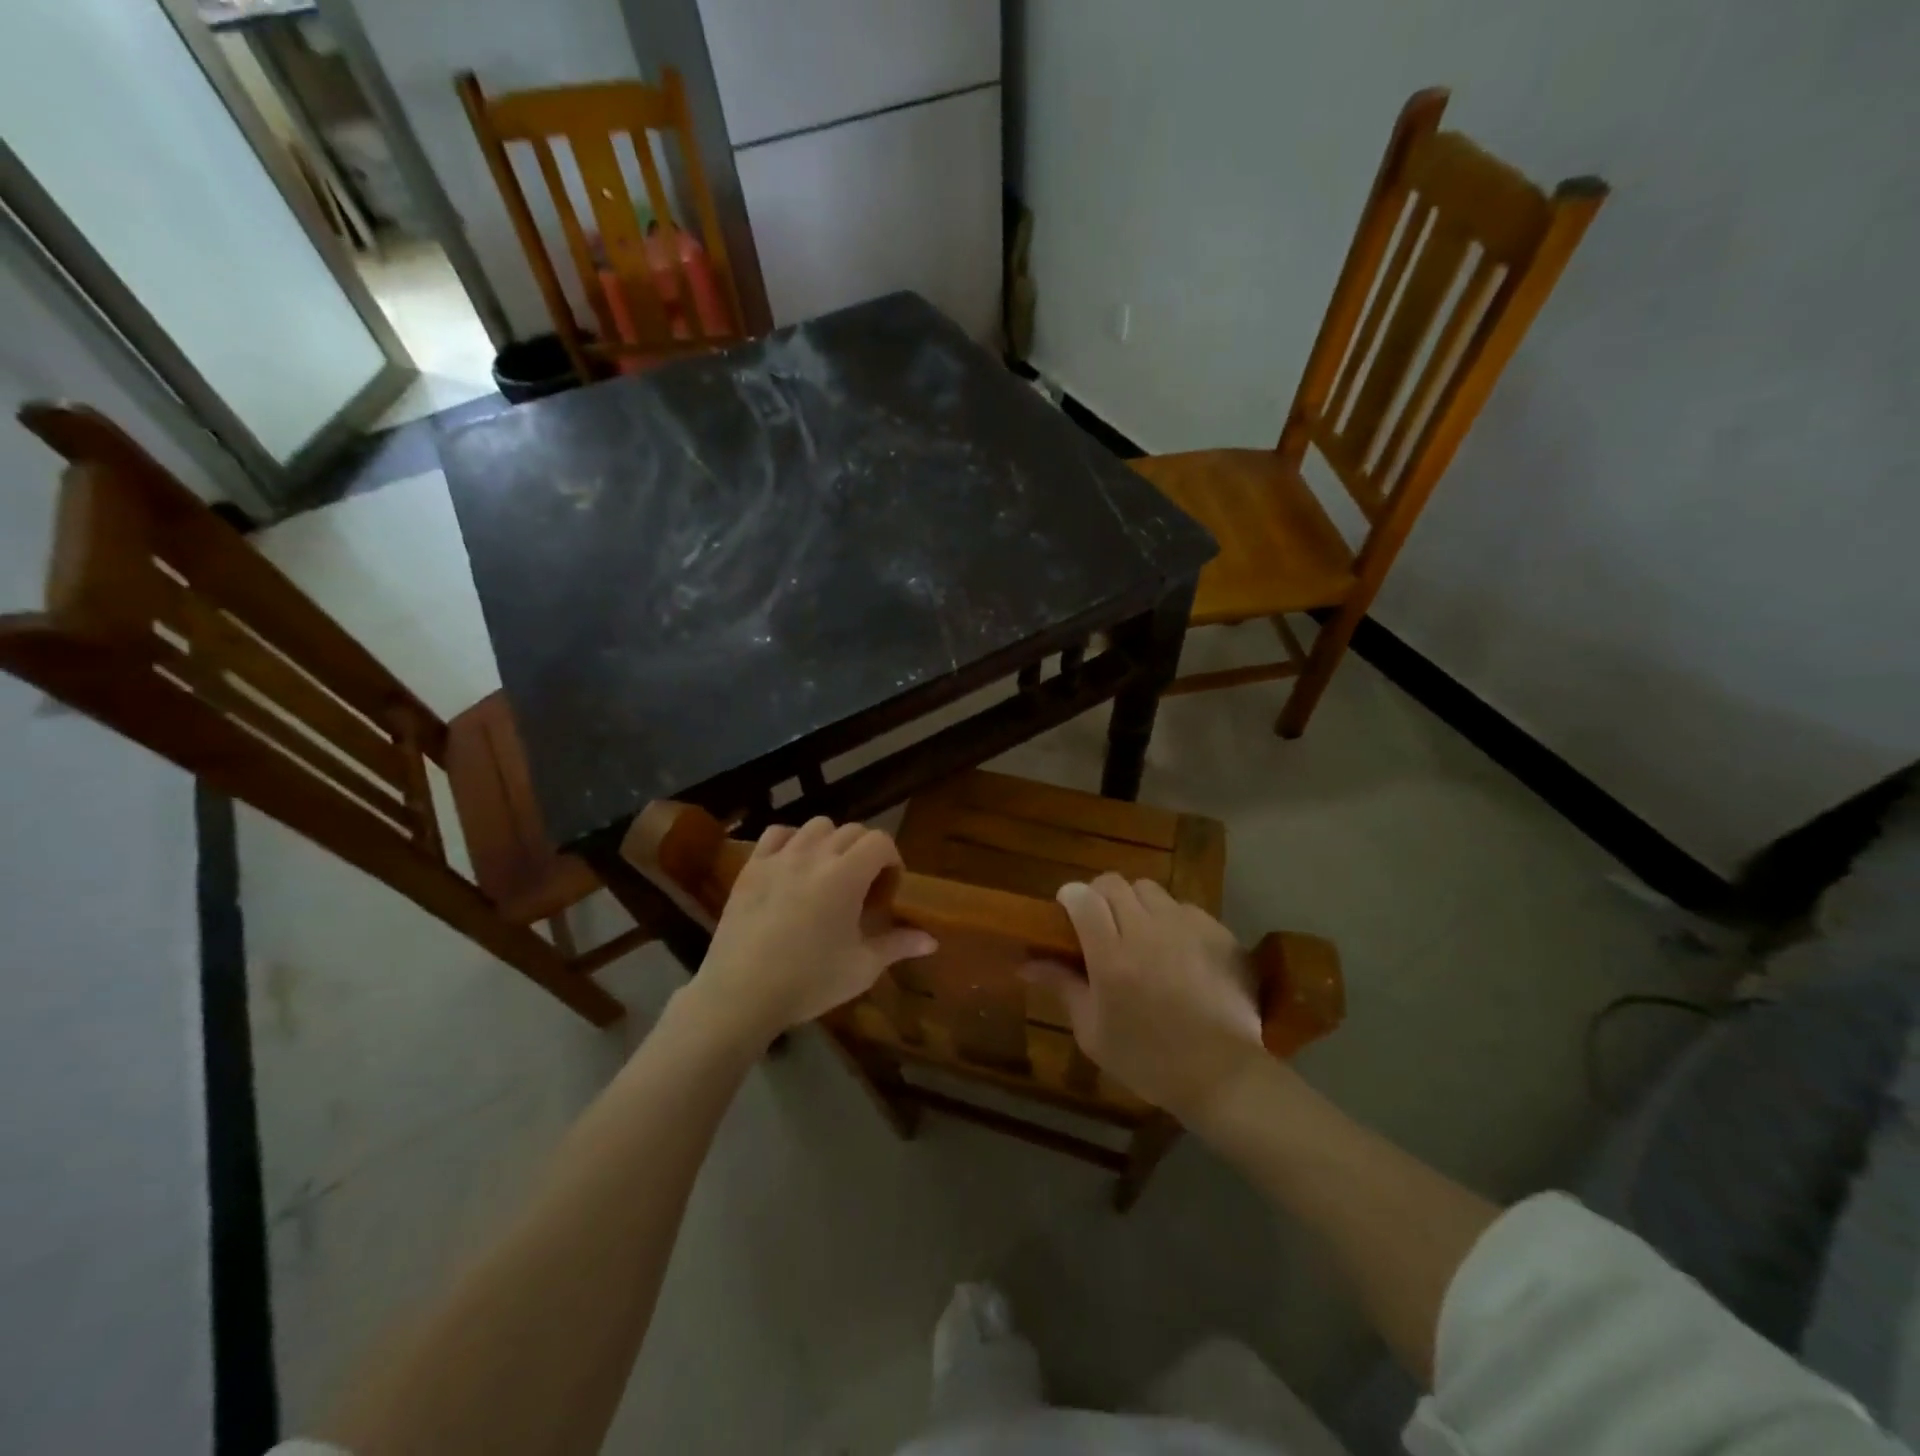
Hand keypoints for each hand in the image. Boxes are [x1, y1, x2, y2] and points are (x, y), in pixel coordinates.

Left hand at [687, 818, 936, 1048]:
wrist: (740, 994)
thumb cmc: (808, 982)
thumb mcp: (861, 967)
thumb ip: (898, 945)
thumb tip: (932, 940)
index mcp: (846, 875)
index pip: (880, 841)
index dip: (891, 860)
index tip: (887, 890)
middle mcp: (814, 855)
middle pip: (851, 831)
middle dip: (865, 852)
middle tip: (863, 887)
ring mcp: (779, 857)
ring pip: (816, 826)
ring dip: (831, 842)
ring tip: (828, 873)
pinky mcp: (751, 867)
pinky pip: (777, 833)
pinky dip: (792, 841)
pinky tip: (793, 866)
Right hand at [1025, 874, 1265, 1121]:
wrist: (1222, 1075)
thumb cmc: (1148, 1060)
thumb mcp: (1093, 1032)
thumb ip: (1062, 986)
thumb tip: (1026, 963)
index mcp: (1111, 955)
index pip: (1083, 898)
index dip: (1071, 897)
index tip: (1067, 911)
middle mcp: (1147, 930)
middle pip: (1114, 884)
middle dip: (1100, 895)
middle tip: (1101, 923)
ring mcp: (1186, 927)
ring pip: (1150, 890)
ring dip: (1136, 904)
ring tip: (1140, 933)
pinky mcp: (1216, 932)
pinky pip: (1185, 908)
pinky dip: (1172, 920)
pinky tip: (1177, 950)